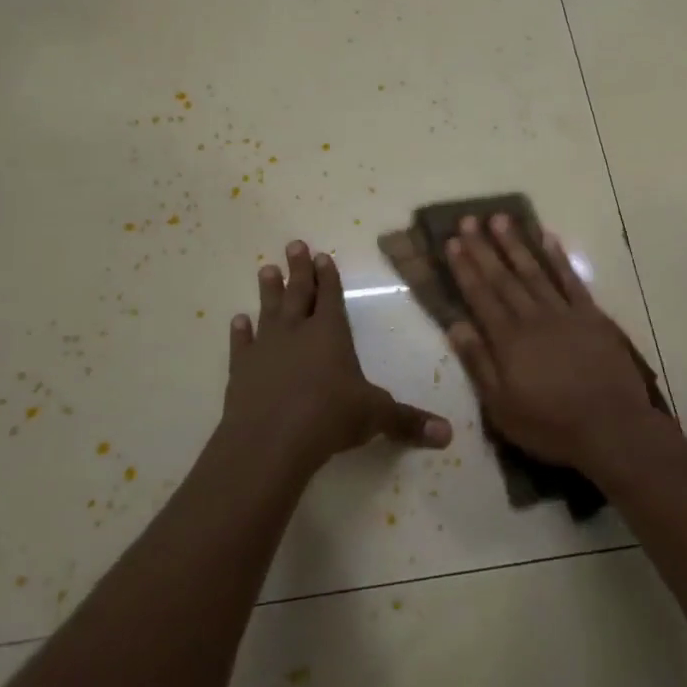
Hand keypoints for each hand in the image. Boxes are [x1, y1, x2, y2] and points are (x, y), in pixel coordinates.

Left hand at [223, 240, 452, 472]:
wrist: (269, 441)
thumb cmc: (328, 418)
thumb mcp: (376, 417)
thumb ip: (409, 421)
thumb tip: (449, 435)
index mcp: (331, 333)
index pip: (330, 296)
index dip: (328, 276)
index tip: (322, 255)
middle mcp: (297, 332)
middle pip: (298, 293)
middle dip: (299, 269)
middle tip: (294, 244)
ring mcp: (266, 349)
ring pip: (268, 311)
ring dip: (269, 290)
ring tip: (266, 269)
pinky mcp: (241, 370)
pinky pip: (242, 344)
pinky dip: (240, 332)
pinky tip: (238, 320)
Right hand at [445, 215, 661, 475]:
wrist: (612, 427)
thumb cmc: (550, 425)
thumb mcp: (502, 407)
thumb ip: (478, 363)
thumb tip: (456, 325)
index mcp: (508, 340)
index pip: (480, 296)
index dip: (465, 268)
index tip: (452, 242)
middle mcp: (533, 318)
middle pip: (504, 277)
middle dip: (483, 247)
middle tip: (468, 220)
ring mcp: (565, 313)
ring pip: (535, 271)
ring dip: (516, 244)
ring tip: (500, 219)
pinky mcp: (591, 316)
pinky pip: (571, 280)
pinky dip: (558, 258)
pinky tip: (548, 238)